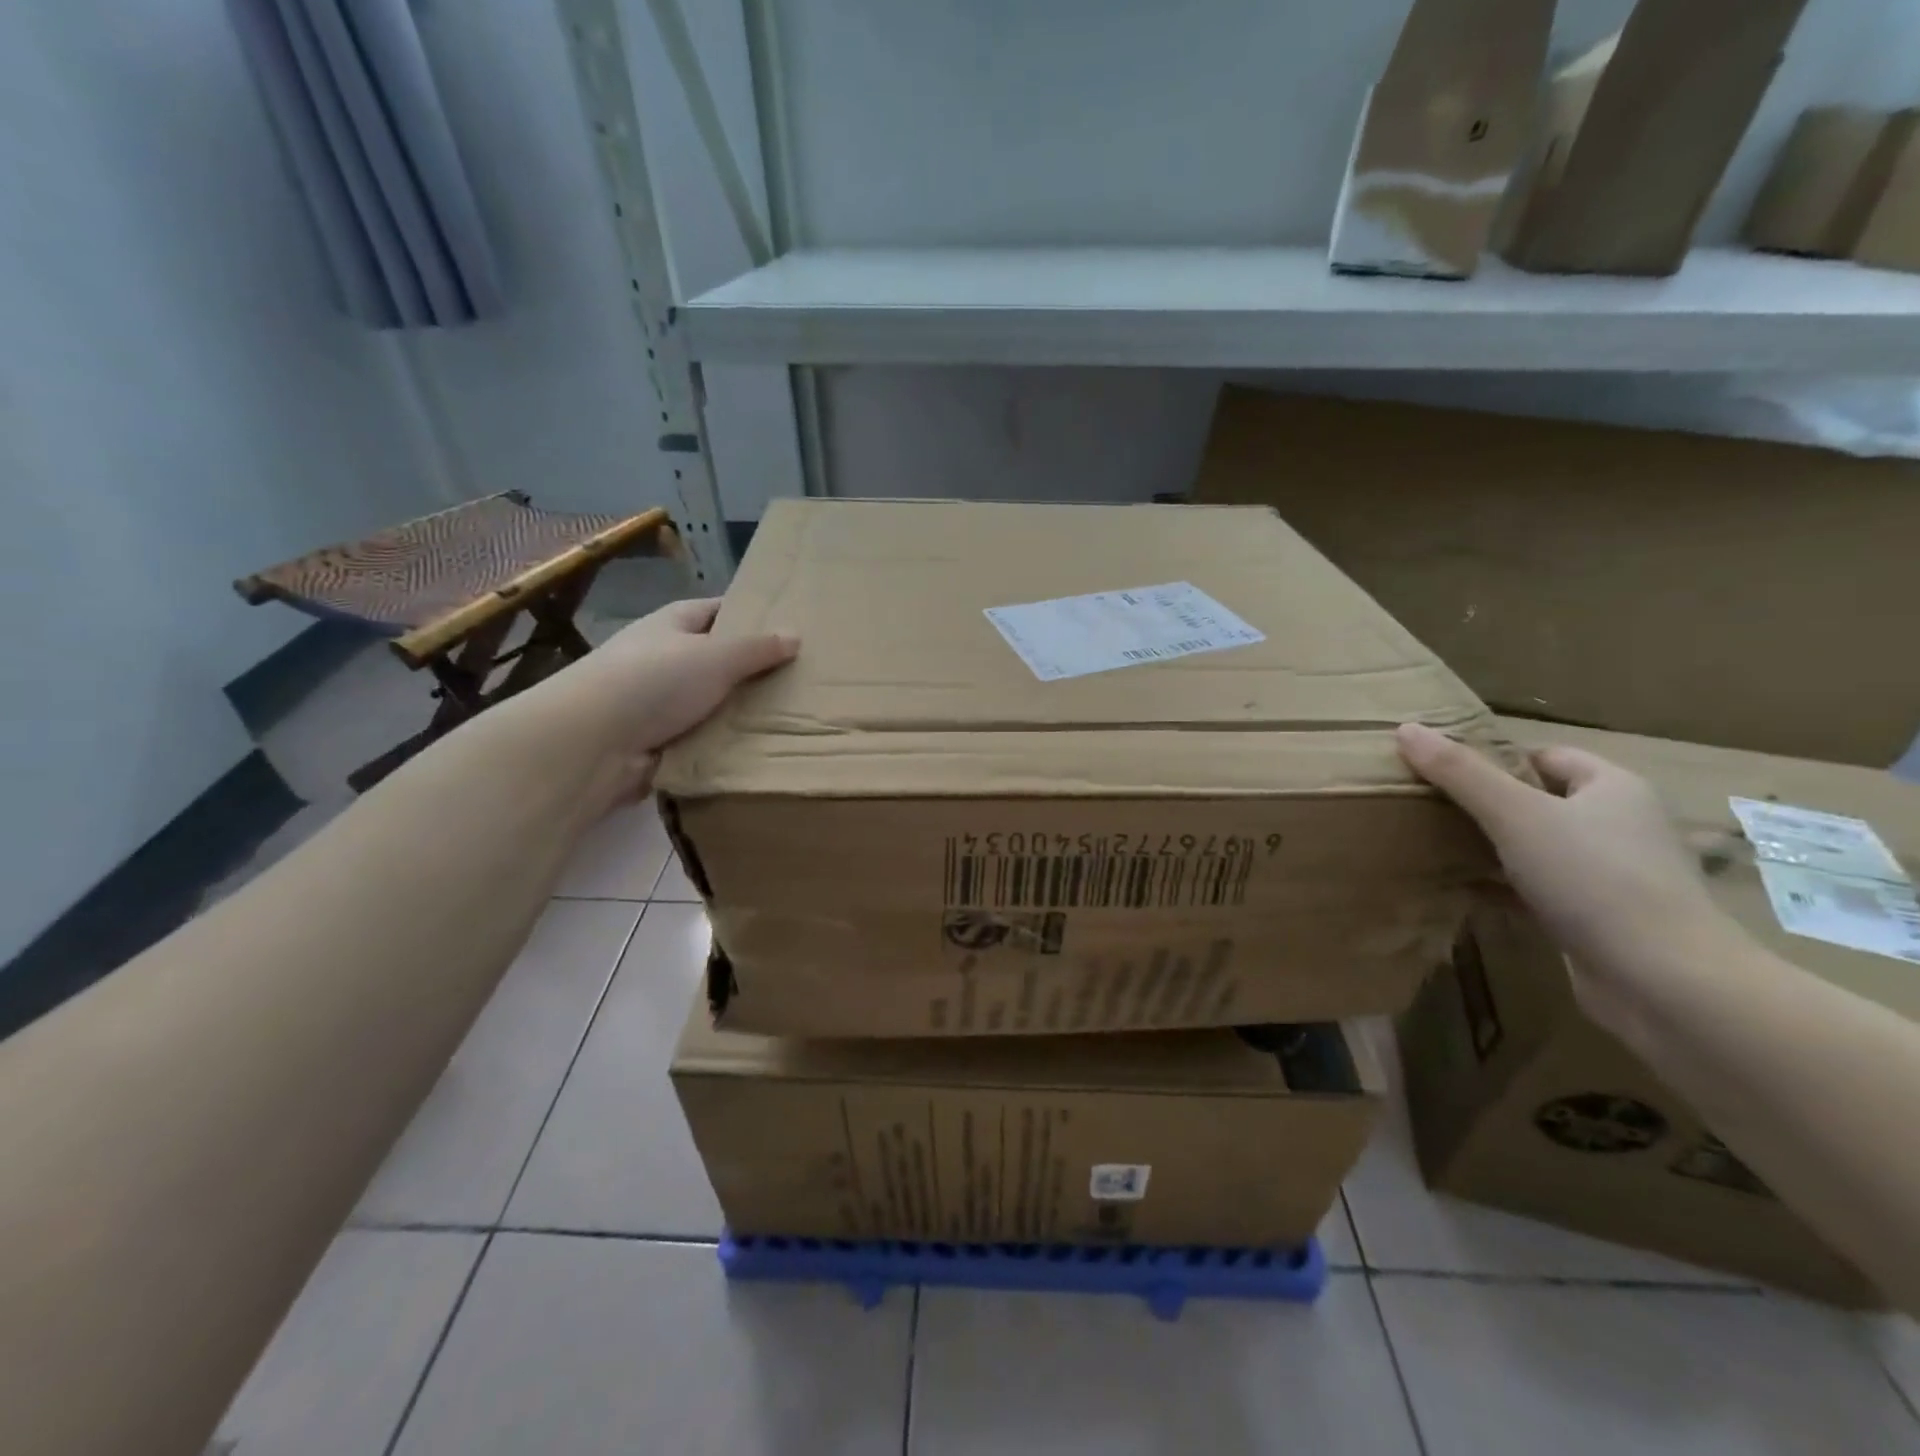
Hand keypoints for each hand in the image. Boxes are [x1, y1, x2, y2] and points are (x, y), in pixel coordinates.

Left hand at [523, 598, 797, 805]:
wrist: (594, 742)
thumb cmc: (655, 681)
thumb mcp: (717, 656)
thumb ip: (757, 648)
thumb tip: (795, 635)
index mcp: (672, 624)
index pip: (716, 611)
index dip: (750, 616)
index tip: (788, 628)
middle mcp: (663, 658)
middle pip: (717, 659)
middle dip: (752, 669)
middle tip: (801, 678)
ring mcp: (658, 702)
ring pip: (712, 702)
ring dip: (740, 711)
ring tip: (791, 716)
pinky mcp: (658, 740)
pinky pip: (702, 737)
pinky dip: (724, 743)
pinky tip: (760, 748)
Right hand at [1396, 723, 1736, 1004]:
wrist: (1663, 982)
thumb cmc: (1593, 879)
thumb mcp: (1515, 815)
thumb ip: (1459, 772)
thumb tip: (1406, 728)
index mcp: (1613, 787)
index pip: (1544, 756)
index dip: (1494, 760)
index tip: (1443, 774)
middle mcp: (1619, 825)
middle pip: (1538, 800)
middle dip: (1485, 805)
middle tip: (1429, 808)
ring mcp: (1612, 874)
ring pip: (1537, 847)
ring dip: (1491, 848)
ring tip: (1435, 847)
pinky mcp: (1599, 918)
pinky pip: (1538, 890)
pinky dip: (1502, 888)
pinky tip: (1461, 891)